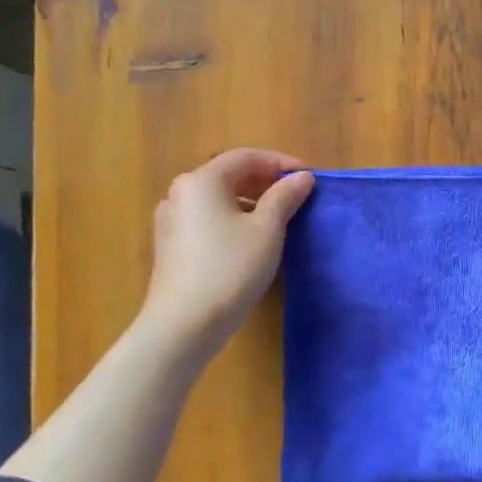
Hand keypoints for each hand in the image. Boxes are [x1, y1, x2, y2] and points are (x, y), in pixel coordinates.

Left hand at [136, 147, 314, 358]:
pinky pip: (208, 218)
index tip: (310, 178)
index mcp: (202, 181)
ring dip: (252, 201)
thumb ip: (285, 197)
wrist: (185, 324)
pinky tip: (253, 239)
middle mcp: (181, 193)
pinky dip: (235, 218)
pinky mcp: (172, 245)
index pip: (246, 157)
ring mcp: (172, 220)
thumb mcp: (267, 229)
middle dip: (266, 181)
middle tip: (298, 196)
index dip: (281, 163)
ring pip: (219, 198)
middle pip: (229, 175)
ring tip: (281, 218)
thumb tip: (302, 177)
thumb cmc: (231, 268)